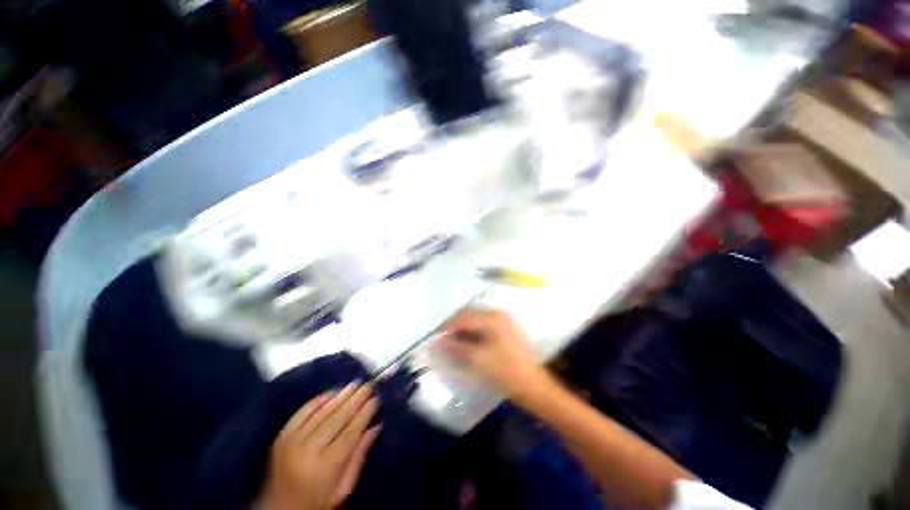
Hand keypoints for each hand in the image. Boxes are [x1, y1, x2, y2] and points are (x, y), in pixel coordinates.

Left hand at [266, 383, 380, 509]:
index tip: (376, 398)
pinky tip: (331, 392)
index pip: (351, 432)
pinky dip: (318, 400)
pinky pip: (302, 412)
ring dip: (341, 395)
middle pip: (337, 418)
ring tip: (355, 384)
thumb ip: (359, 457)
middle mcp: (308, 450)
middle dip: (356, 399)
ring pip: (322, 412)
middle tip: (368, 385)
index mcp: (326, 467)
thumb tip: (376, 426)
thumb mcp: (342, 489)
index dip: (365, 413)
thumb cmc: (316, 503)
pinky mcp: (281, 436)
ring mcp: (292, 441)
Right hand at [441, 308, 546, 396]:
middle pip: (469, 315)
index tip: (435, 338)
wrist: (534, 386)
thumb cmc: (505, 372)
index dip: (447, 327)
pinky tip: (467, 343)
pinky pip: (484, 326)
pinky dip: (473, 333)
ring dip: (463, 330)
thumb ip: (456, 347)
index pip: (463, 317)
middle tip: (442, 341)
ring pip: (476, 321)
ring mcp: (504, 321)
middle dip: (455, 327)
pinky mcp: (506, 330)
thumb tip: (437, 341)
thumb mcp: (477, 359)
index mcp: (492, 318)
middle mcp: (498, 314)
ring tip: (453, 343)